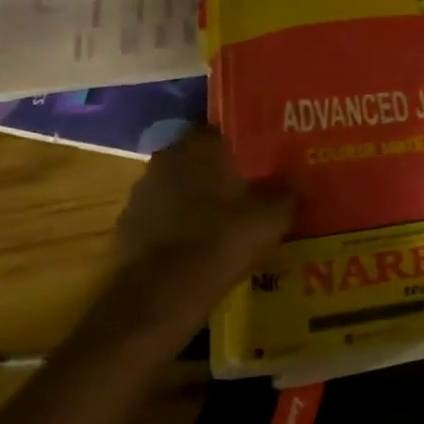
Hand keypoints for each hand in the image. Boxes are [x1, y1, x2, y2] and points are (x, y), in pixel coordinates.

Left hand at [113, 125, 293, 313]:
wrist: (162, 292)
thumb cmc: (221, 240)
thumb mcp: (271, 218)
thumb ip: (286, 193)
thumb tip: (296, 181)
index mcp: (201, 147)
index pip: (221, 131)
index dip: (239, 147)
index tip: (255, 163)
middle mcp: (167, 158)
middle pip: (196, 158)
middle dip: (215, 172)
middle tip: (241, 191)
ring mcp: (142, 192)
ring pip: (175, 186)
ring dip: (192, 198)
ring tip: (217, 221)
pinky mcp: (126, 224)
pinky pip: (158, 216)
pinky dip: (173, 225)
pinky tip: (192, 246)